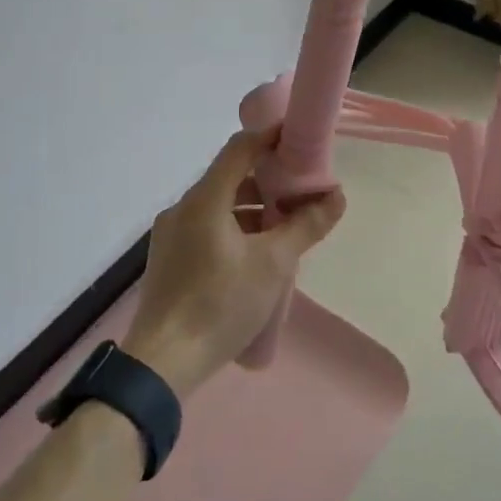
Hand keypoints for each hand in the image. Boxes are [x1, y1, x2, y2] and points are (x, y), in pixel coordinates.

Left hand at [125, 127, 346, 397]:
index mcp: (204, 199)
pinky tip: (255, 255)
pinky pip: (206, 227)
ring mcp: (170, 234)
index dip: (270, 137)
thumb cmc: (221, 304)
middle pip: (230, 177)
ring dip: (252, 209)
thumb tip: (337, 196)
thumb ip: (306, 226)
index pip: (240, 148)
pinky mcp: (168, 258)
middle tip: (301, 192)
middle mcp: (182, 208)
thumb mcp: (274, 264)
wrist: (162, 363)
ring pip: (218, 205)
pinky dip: (234, 228)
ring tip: (284, 229)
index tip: (299, 139)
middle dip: (268, 181)